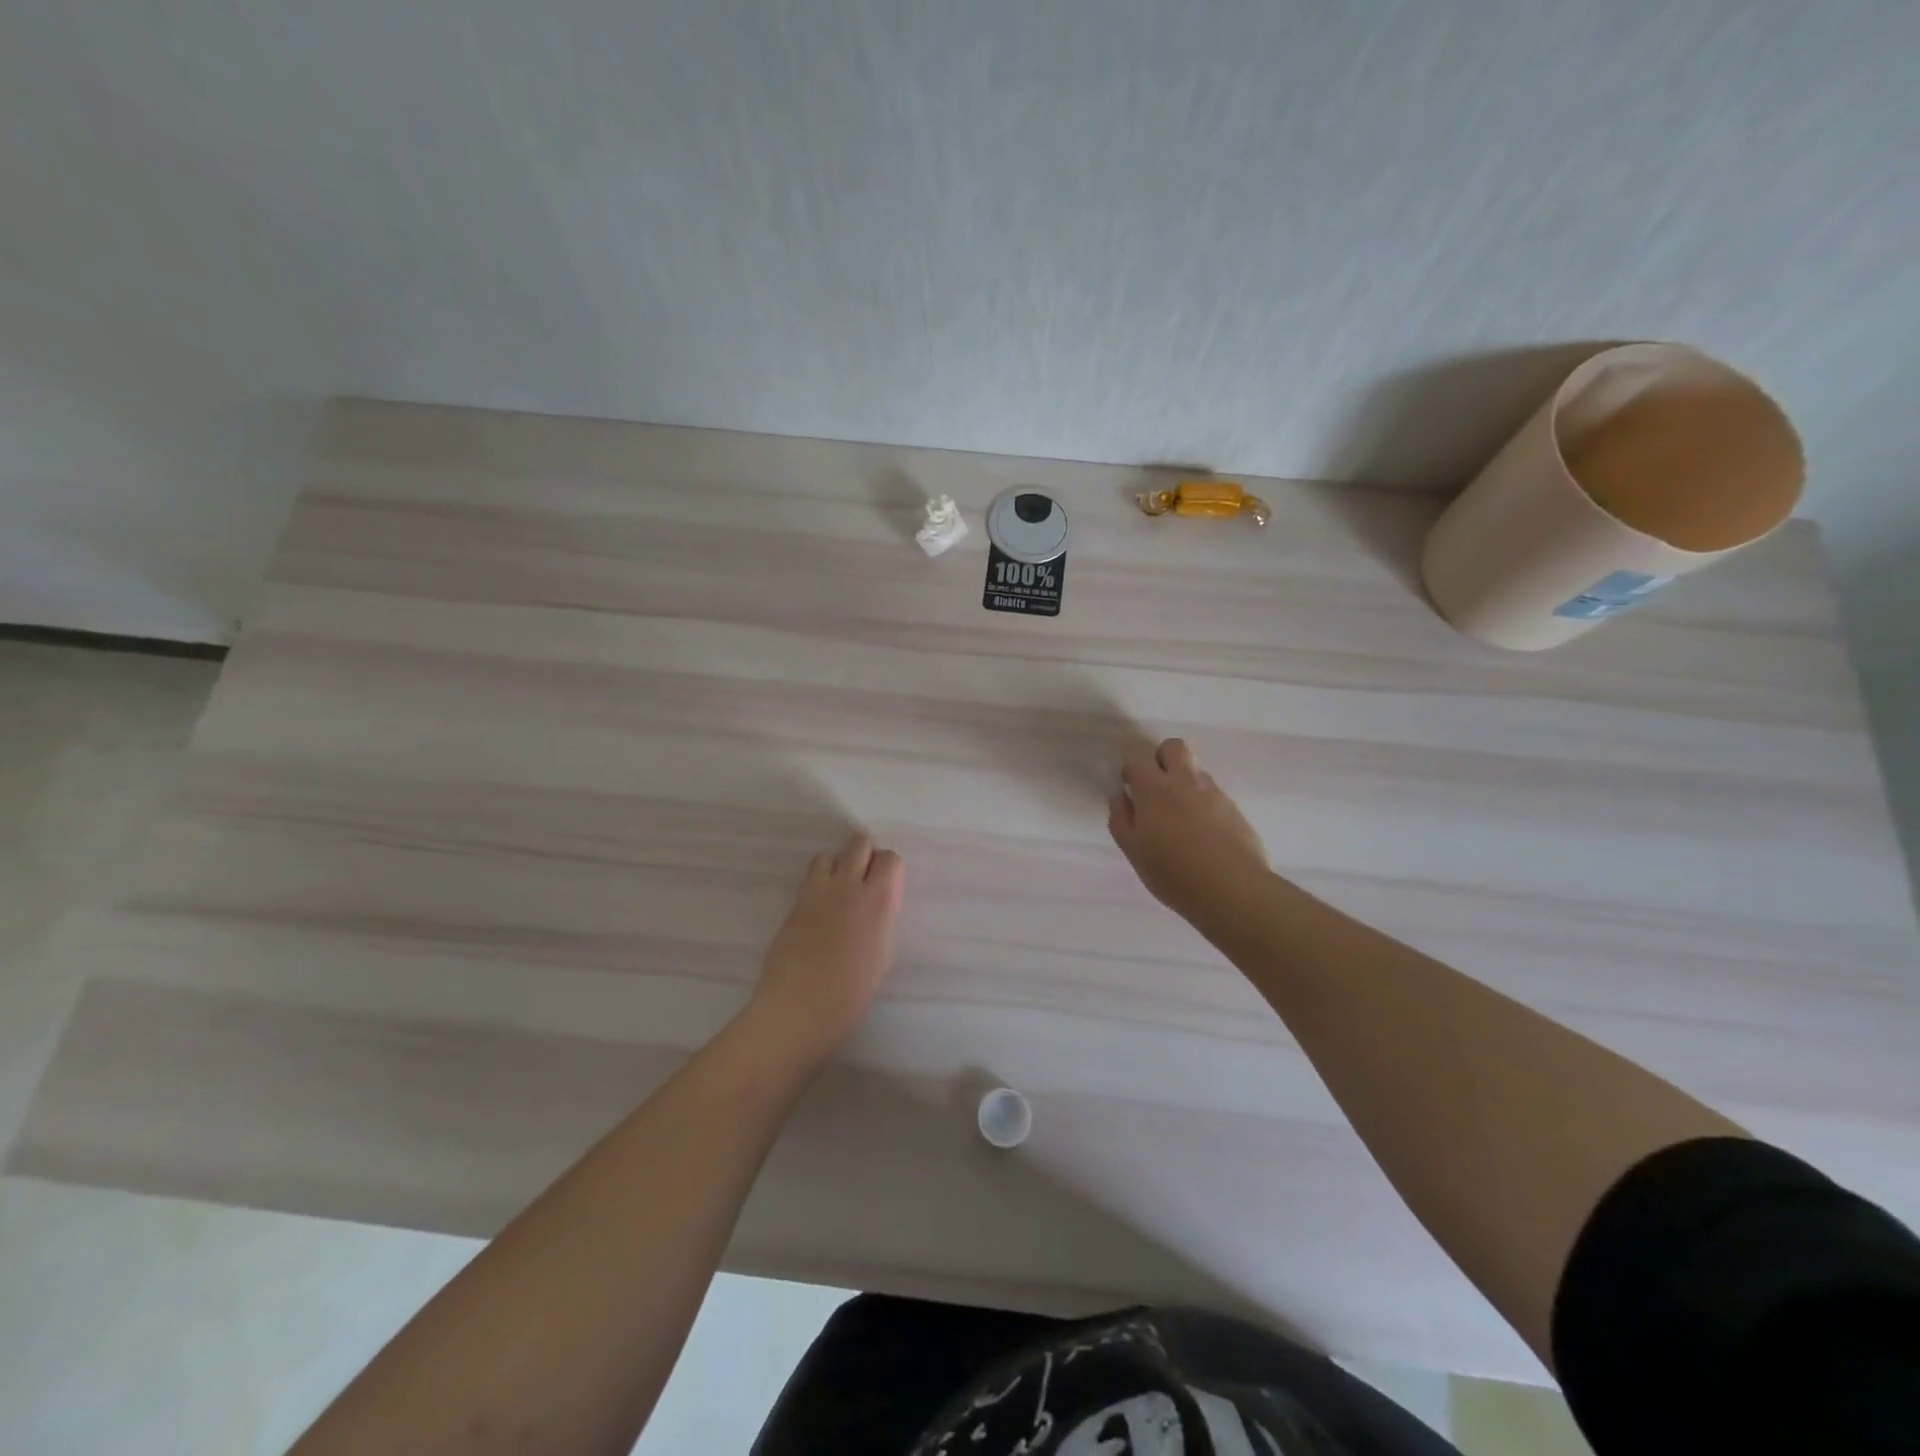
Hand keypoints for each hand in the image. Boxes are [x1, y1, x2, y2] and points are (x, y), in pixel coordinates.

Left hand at [746, 832, 904, 1065]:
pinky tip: (821, 908)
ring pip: (829, 855)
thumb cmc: (851, 992)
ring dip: (838, 866)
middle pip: (859, 843)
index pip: (890, 858)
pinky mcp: (795, 902)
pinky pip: (810, 877)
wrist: (799, 1007)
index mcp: (878, 900)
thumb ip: (882, 918)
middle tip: (865, 882)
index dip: (890, 870)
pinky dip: (819, 883)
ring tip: (839, 891)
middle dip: (865, 856)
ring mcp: (817, 891)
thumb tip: (878, 903)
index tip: (888, 888)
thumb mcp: (883, 953)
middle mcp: (848, 886)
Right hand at [1109, 738, 1268, 924]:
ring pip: (1196, 771)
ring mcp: (1214, 794)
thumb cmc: (1173, 873)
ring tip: (1180, 819)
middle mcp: (1186, 782)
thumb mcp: (1134, 851)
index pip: (1137, 757)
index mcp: (1155, 789)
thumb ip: (1121, 819)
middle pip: (1174, 747)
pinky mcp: (1235, 810)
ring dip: (1184, 783)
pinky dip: (1204, 805)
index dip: (1131, 768)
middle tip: (1156, 789)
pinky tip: (1203, 835)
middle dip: (1161, 758)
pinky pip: (1214, 795)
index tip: (1130, 788)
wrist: (1233, 891)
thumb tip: (1121, 797)